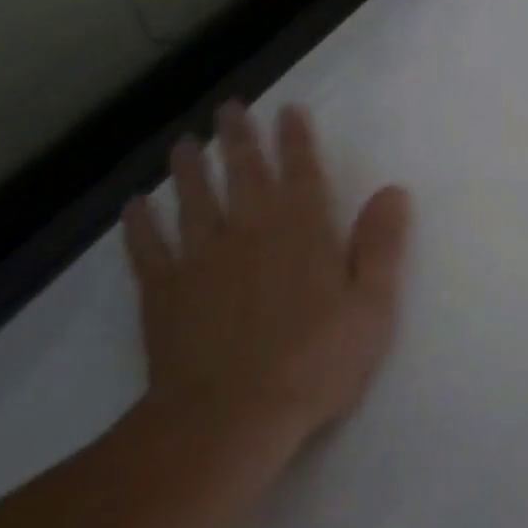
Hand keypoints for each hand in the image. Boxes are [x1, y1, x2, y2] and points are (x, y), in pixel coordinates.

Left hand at [121, 102, 411, 490]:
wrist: (230, 419)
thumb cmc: (314, 363)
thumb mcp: (370, 307)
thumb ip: (381, 245)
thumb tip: (393, 191)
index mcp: (302, 231)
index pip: (301, 172)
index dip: (296, 138)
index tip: (288, 109)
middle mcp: (250, 230)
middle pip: (244, 172)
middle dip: (239, 136)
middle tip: (229, 107)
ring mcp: (201, 258)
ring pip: (194, 198)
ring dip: (190, 167)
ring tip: (184, 142)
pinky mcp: (164, 291)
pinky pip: (147, 247)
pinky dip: (139, 223)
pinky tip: (135, 205)